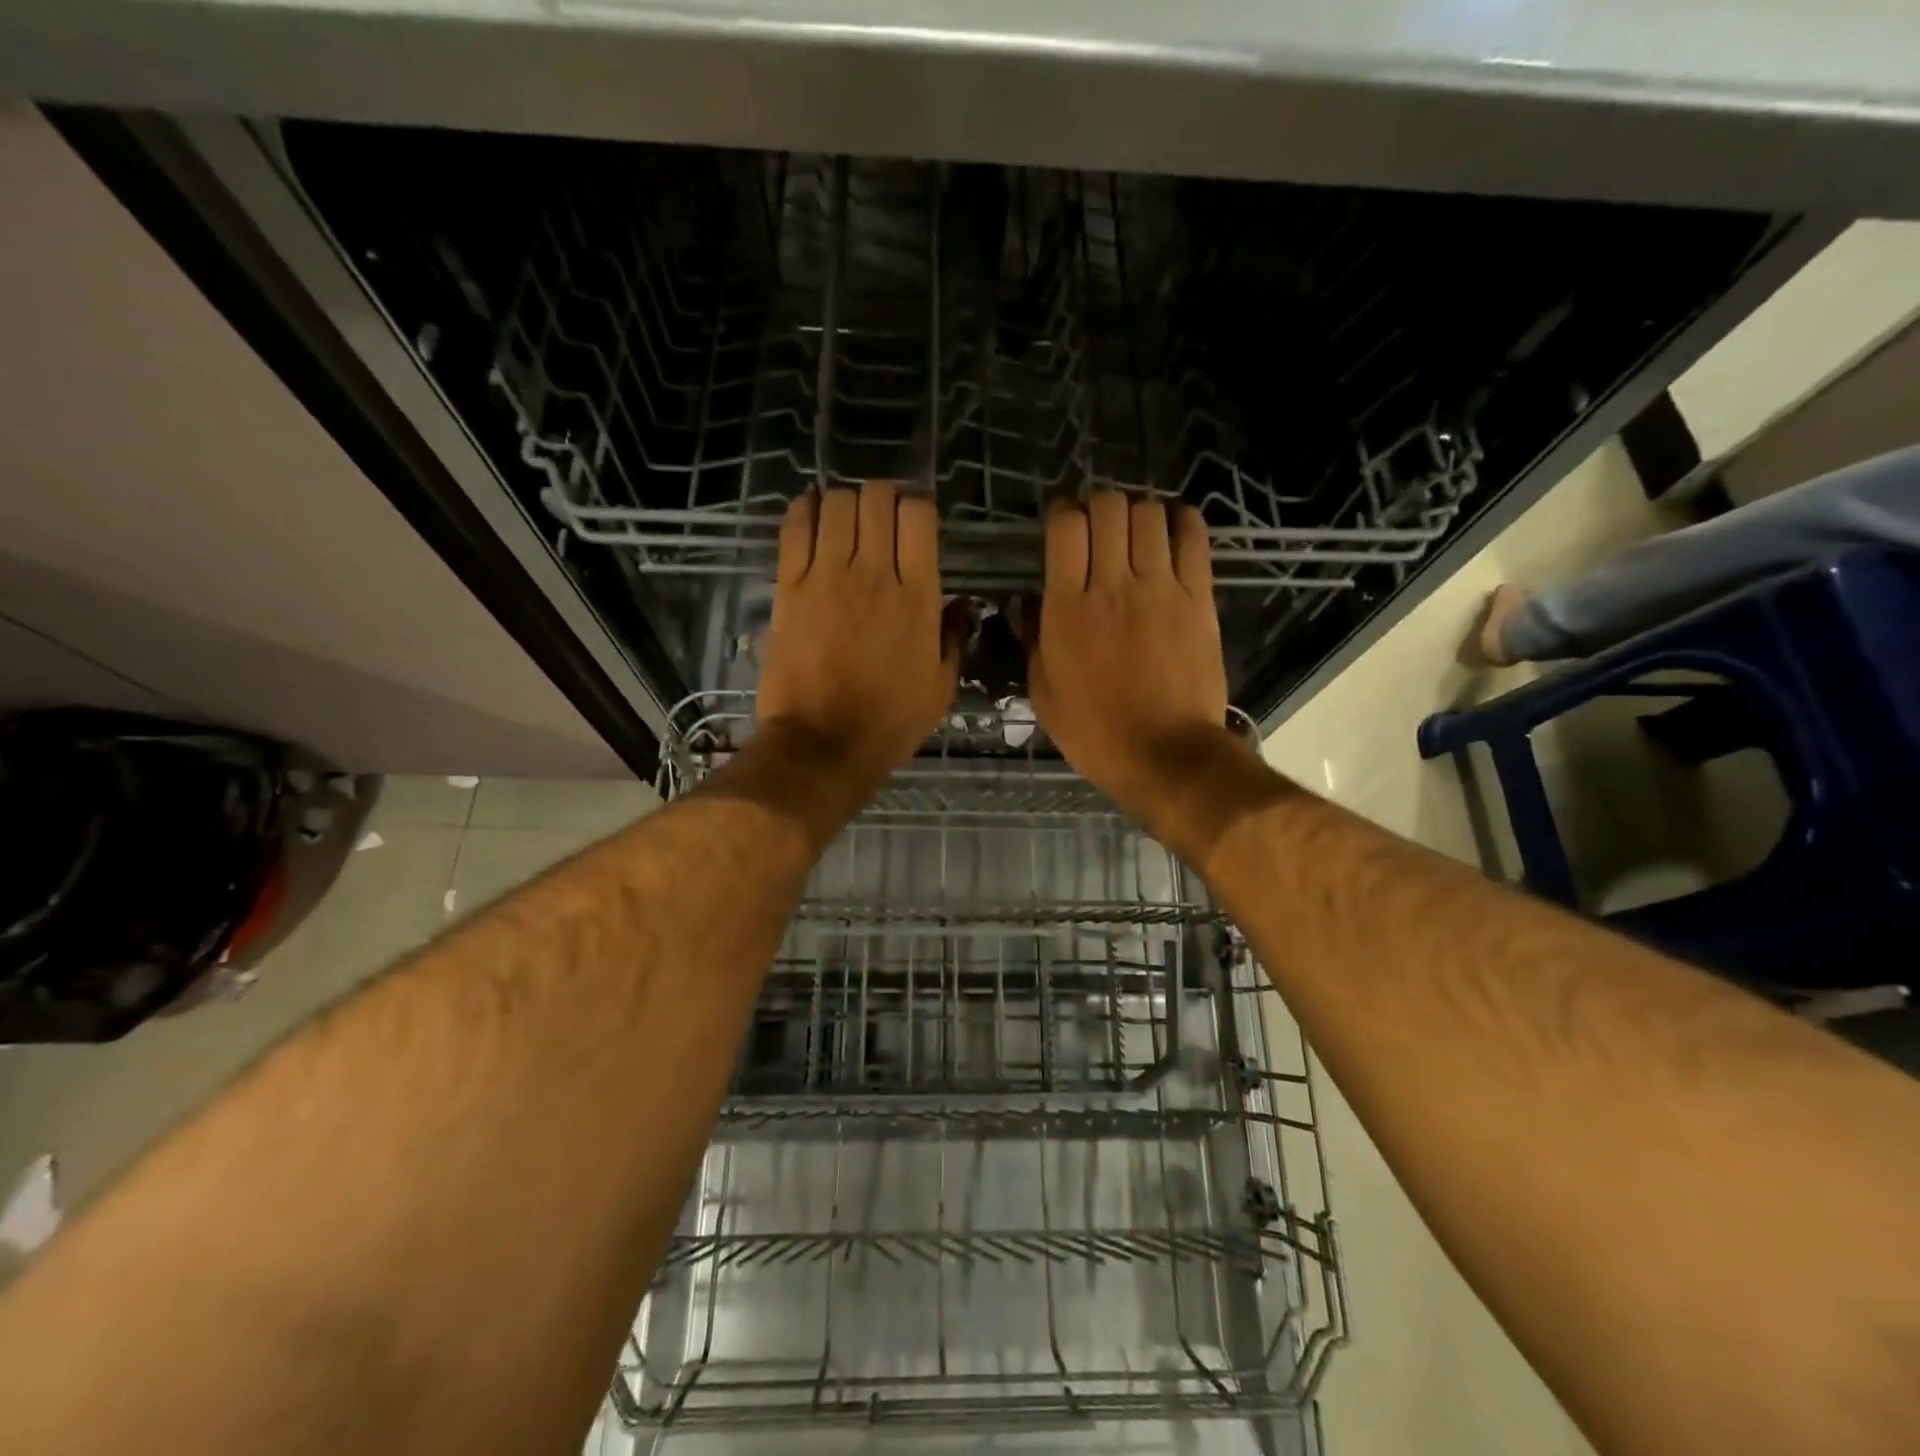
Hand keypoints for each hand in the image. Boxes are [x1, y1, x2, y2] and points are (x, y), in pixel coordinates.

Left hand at [755, 482, 962, 794]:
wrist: (822, 745)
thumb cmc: (889, 722)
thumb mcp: (940, 688)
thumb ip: (955, 638)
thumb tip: (963, 603)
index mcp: (918, 597)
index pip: (919, 515)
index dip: (919, 504)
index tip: (916, 518)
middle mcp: (873, 574)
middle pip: (877, 498)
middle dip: (883, 496)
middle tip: (882, 515)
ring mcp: (827, 577)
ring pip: (837, 503)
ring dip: (847, 501)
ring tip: (848, 518)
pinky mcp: (789, 587)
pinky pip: (796, 527)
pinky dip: (806, 509)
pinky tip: (814, 512)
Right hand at [1025, 490, 1245, 856]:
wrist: (1165, 754)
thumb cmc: (1095, 731)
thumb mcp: (1044, 692)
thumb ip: (1032, 639)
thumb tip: (1025, 601)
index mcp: (1068, 609)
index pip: (1065, 527)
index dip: (1061, 511)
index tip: (1060, 520)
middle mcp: (1113, 586)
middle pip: (1108, 507)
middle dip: (1097, 503)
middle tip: (1096, 523)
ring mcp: (1161, 589)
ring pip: (1149, 514)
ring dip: (1136, 510)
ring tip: (1132, 527)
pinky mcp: (1199, 598)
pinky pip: (1193, 538)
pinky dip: (1181, 520)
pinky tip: (1171, 527)